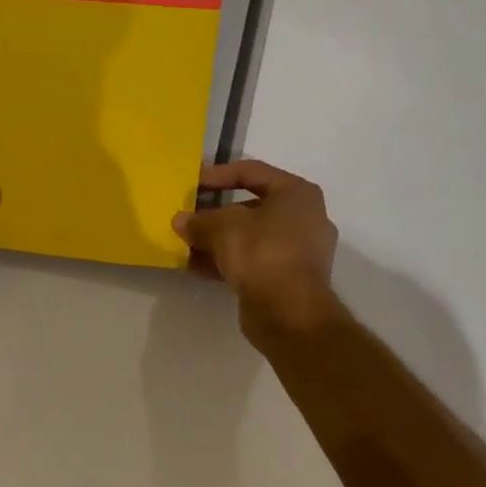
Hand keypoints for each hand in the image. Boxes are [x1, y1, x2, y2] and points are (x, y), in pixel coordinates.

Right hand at [173, 160, 339, 341]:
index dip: (217, 175)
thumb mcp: (222, 227)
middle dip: (215, 213)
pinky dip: (227, 261)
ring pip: (250, 237)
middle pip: (250, 207)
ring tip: (186, 244)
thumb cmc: (262, 253)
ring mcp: (299, 251)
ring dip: (217, 240)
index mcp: (297, 194)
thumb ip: (199, 220)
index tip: (191, 183)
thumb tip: (181, 221)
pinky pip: (253, 260)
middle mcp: (304, 218)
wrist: (290, 314)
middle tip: (188, 216)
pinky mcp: (289, 278)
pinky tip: (196, 267)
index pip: (252, 172)